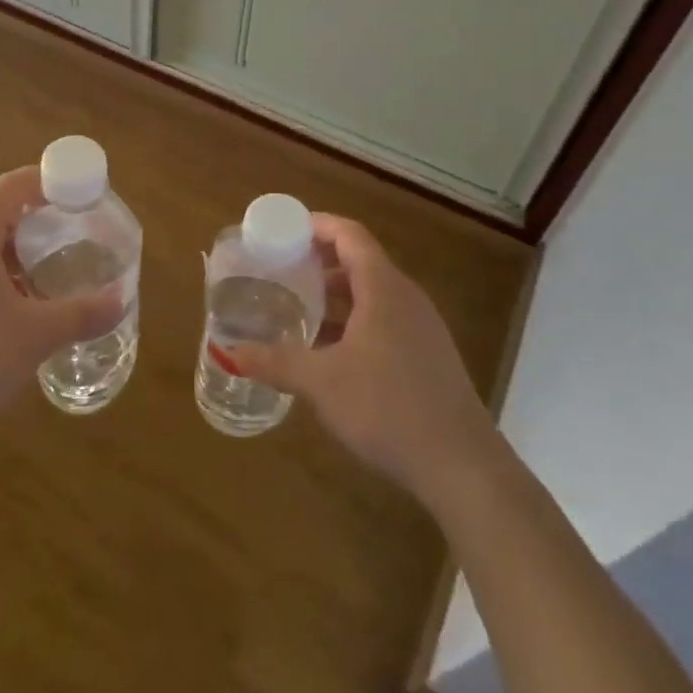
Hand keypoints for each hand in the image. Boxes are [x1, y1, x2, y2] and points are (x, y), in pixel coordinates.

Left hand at [0, 167, 125, 442]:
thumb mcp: (35, 336)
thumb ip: (82, 314)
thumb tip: (121, 300)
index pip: (13, 186)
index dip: (48, 182)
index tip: (78, 195)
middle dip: (34, 228)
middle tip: (68, 247)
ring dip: (11, 260)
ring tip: (41, 288)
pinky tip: (3, 320)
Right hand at [229, 215, 497, 506]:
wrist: (463, 468)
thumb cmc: (388, 408)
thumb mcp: (321, 383)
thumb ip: (275, 362)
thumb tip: (229, 353)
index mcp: (383, 288)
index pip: (349, 235)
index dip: (317, 225)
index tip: (283, 229)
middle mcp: (406, 298)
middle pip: (361, 261)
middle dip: (320, 261)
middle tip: (281, 268)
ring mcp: (422, 328)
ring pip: (373, 293)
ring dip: (336, 294)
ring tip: (299, 307)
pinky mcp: (428, 357)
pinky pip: (385, 320)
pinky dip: (354, 320)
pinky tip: (330, 352)